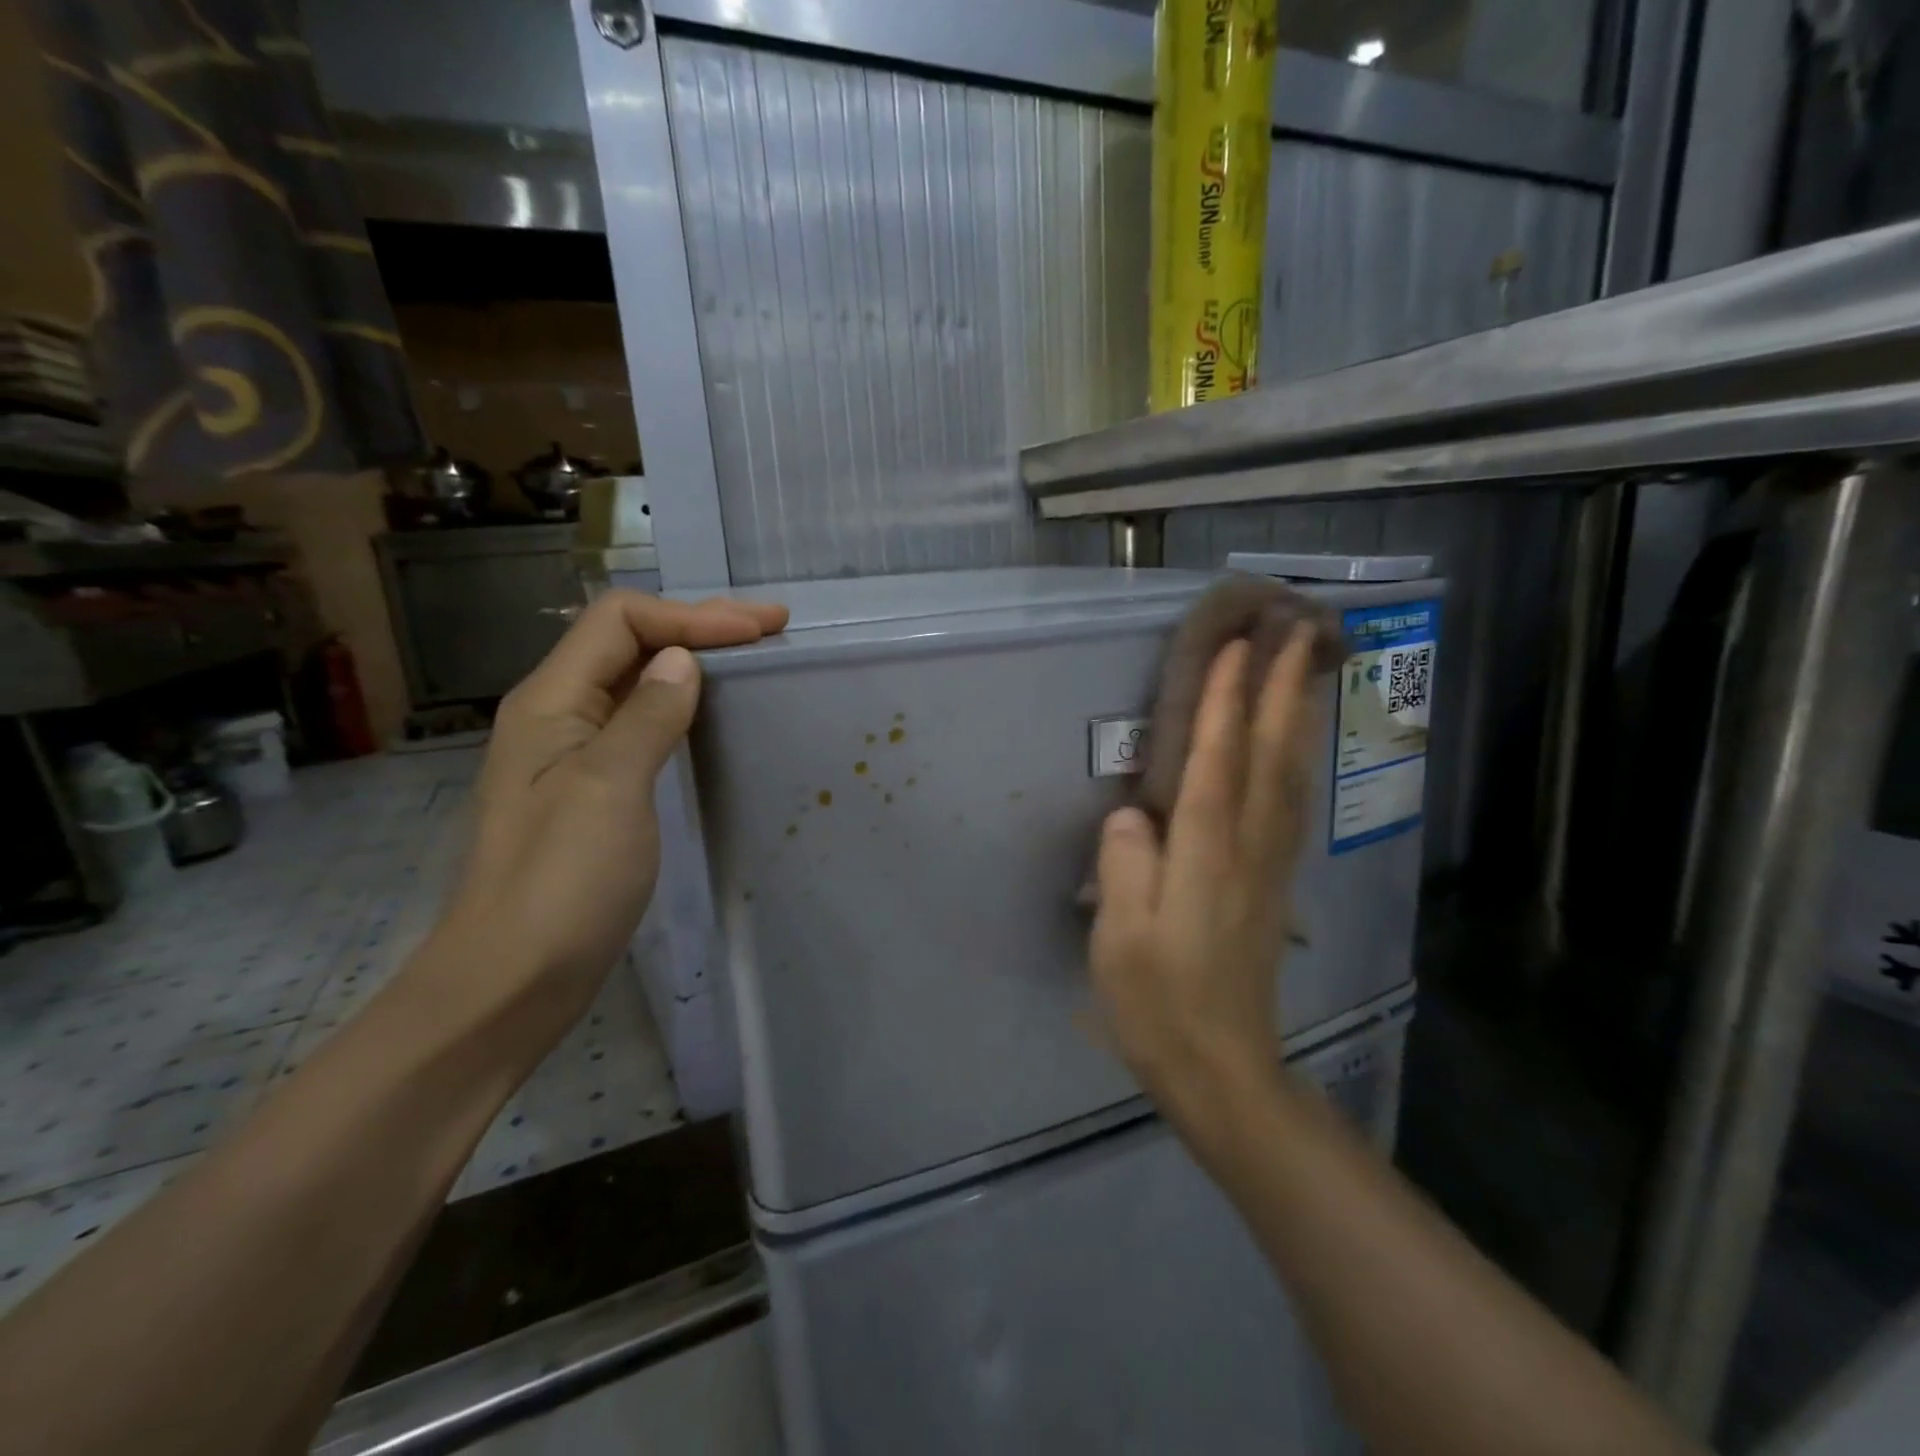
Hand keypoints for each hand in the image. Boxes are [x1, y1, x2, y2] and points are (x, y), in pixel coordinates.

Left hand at [431, 590, 786, 1019]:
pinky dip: (682, 705)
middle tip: (771, 628)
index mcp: (550, 702)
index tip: (760, 630)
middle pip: (627, 642)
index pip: (621, 621)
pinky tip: (710, 715)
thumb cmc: (561, 881)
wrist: (513, 978)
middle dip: (699, 626)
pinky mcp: (591, 790)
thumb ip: (648, 715)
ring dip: (692, 661)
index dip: (692, 615)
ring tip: (750, 660)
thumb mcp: (610, 787)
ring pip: (635, 682)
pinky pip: (640, 724)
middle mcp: (556, 715)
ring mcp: (572, 755)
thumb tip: (683, 660)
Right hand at [1089, 629, 1319, 1116]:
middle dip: (1281, 688)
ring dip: (1298, 716)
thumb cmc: (1159, 1002)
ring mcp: (1269, 865)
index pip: (1216, 759)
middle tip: (1294, 631)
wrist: (1222, 1067)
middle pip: (1270, 754)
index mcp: (1205, 854)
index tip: (1235, 646)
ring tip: (1305, 669)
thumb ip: (1125, 864)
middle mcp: (1247, 848)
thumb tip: (1132, 813)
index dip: (1225, 700)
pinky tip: (1297, 747)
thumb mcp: (1121, 937)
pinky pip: (1291, 805)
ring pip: (1291, 775)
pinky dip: (1297, 761)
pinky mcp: (1274, 883)